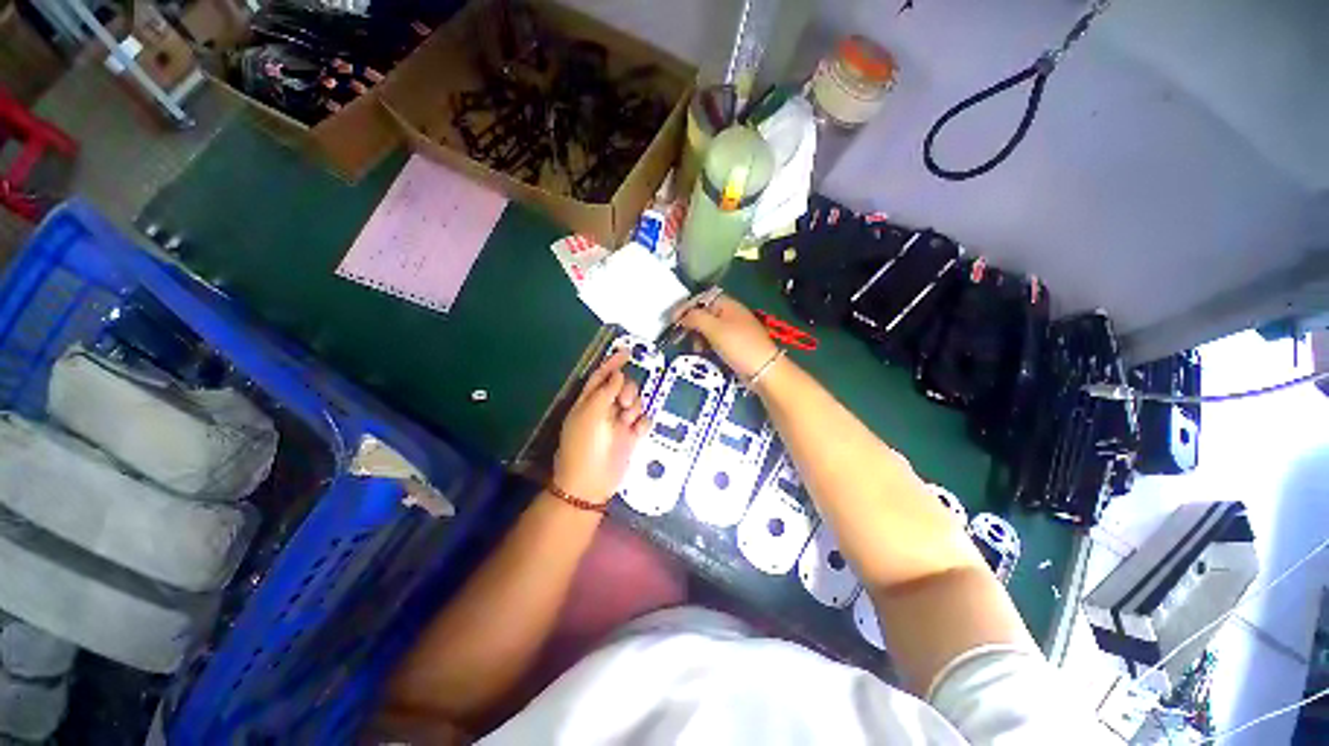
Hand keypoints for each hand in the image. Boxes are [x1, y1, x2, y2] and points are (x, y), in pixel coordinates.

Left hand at [553, 350, 649, 504]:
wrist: (591, 483)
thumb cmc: (585, 446)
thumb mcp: (591, 413)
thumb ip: (605, 391)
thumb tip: (619, 374)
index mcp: (589, 401)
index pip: (602, 376)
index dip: (612, 363)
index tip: (627, 352)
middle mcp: (605, 409)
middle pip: (623, 387)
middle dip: (627, 390)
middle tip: (623, 403)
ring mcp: (619, 423)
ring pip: (636, 403)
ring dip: (634, 408)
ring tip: (627, 422)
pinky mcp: (631, 437)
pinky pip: (643, 421)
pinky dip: (642, 424)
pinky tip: (635, 432)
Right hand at [676, 294, 778, 379]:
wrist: (763, 369)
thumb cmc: (738, 345)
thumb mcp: (714, 329)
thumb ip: (695, 318)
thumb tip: (681, 315)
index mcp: (727, 305)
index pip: (701, 299)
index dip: (686, 307)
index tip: (672, 320)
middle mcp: (730, 314)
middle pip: (704, 314)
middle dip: (691, 324)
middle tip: (682, 336)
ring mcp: (733, 330)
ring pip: (708, 329)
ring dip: (698, 337)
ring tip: (696, 349)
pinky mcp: (734, 345)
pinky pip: (714, 341)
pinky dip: (706, 345)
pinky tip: (703, 354)